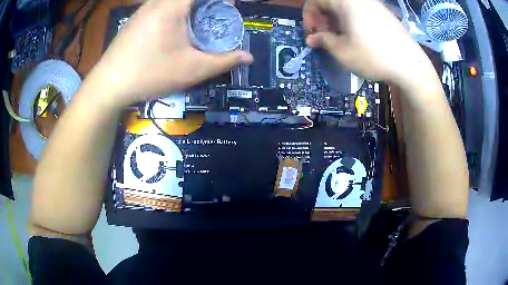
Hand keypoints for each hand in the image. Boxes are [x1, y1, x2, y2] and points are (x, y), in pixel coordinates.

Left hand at [89, 0, 252, 107]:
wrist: (108, 85)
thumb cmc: (150, 73)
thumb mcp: (191, 69)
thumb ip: (224, 61)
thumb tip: (248, 57)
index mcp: (173, 5)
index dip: (220, 0)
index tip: (230, 6)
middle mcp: (158, 2)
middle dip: (206, 5)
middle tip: (215, 17)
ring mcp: (143, 9)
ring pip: (173, 2)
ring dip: (189, 9)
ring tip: (196, 26)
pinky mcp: (135, 19)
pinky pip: (161, 7)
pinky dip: (174, 13)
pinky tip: (172, 33)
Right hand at [303, 0, 435, 88]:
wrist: (411, 66)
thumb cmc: (374, 57)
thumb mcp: (343, 51)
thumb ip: (323, 40)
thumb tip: (311, 39)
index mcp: (345, 1)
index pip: (316, 0)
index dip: (309, 16)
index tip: (311, 33)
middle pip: (331, 2)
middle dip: (323, 18)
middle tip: (325, 36)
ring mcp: (373, 4)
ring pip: (346, 6)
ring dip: (337, 19)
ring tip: (340, 38)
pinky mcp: (384, 13)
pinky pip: (360, 10)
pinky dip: (351, 20)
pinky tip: (357, 36)